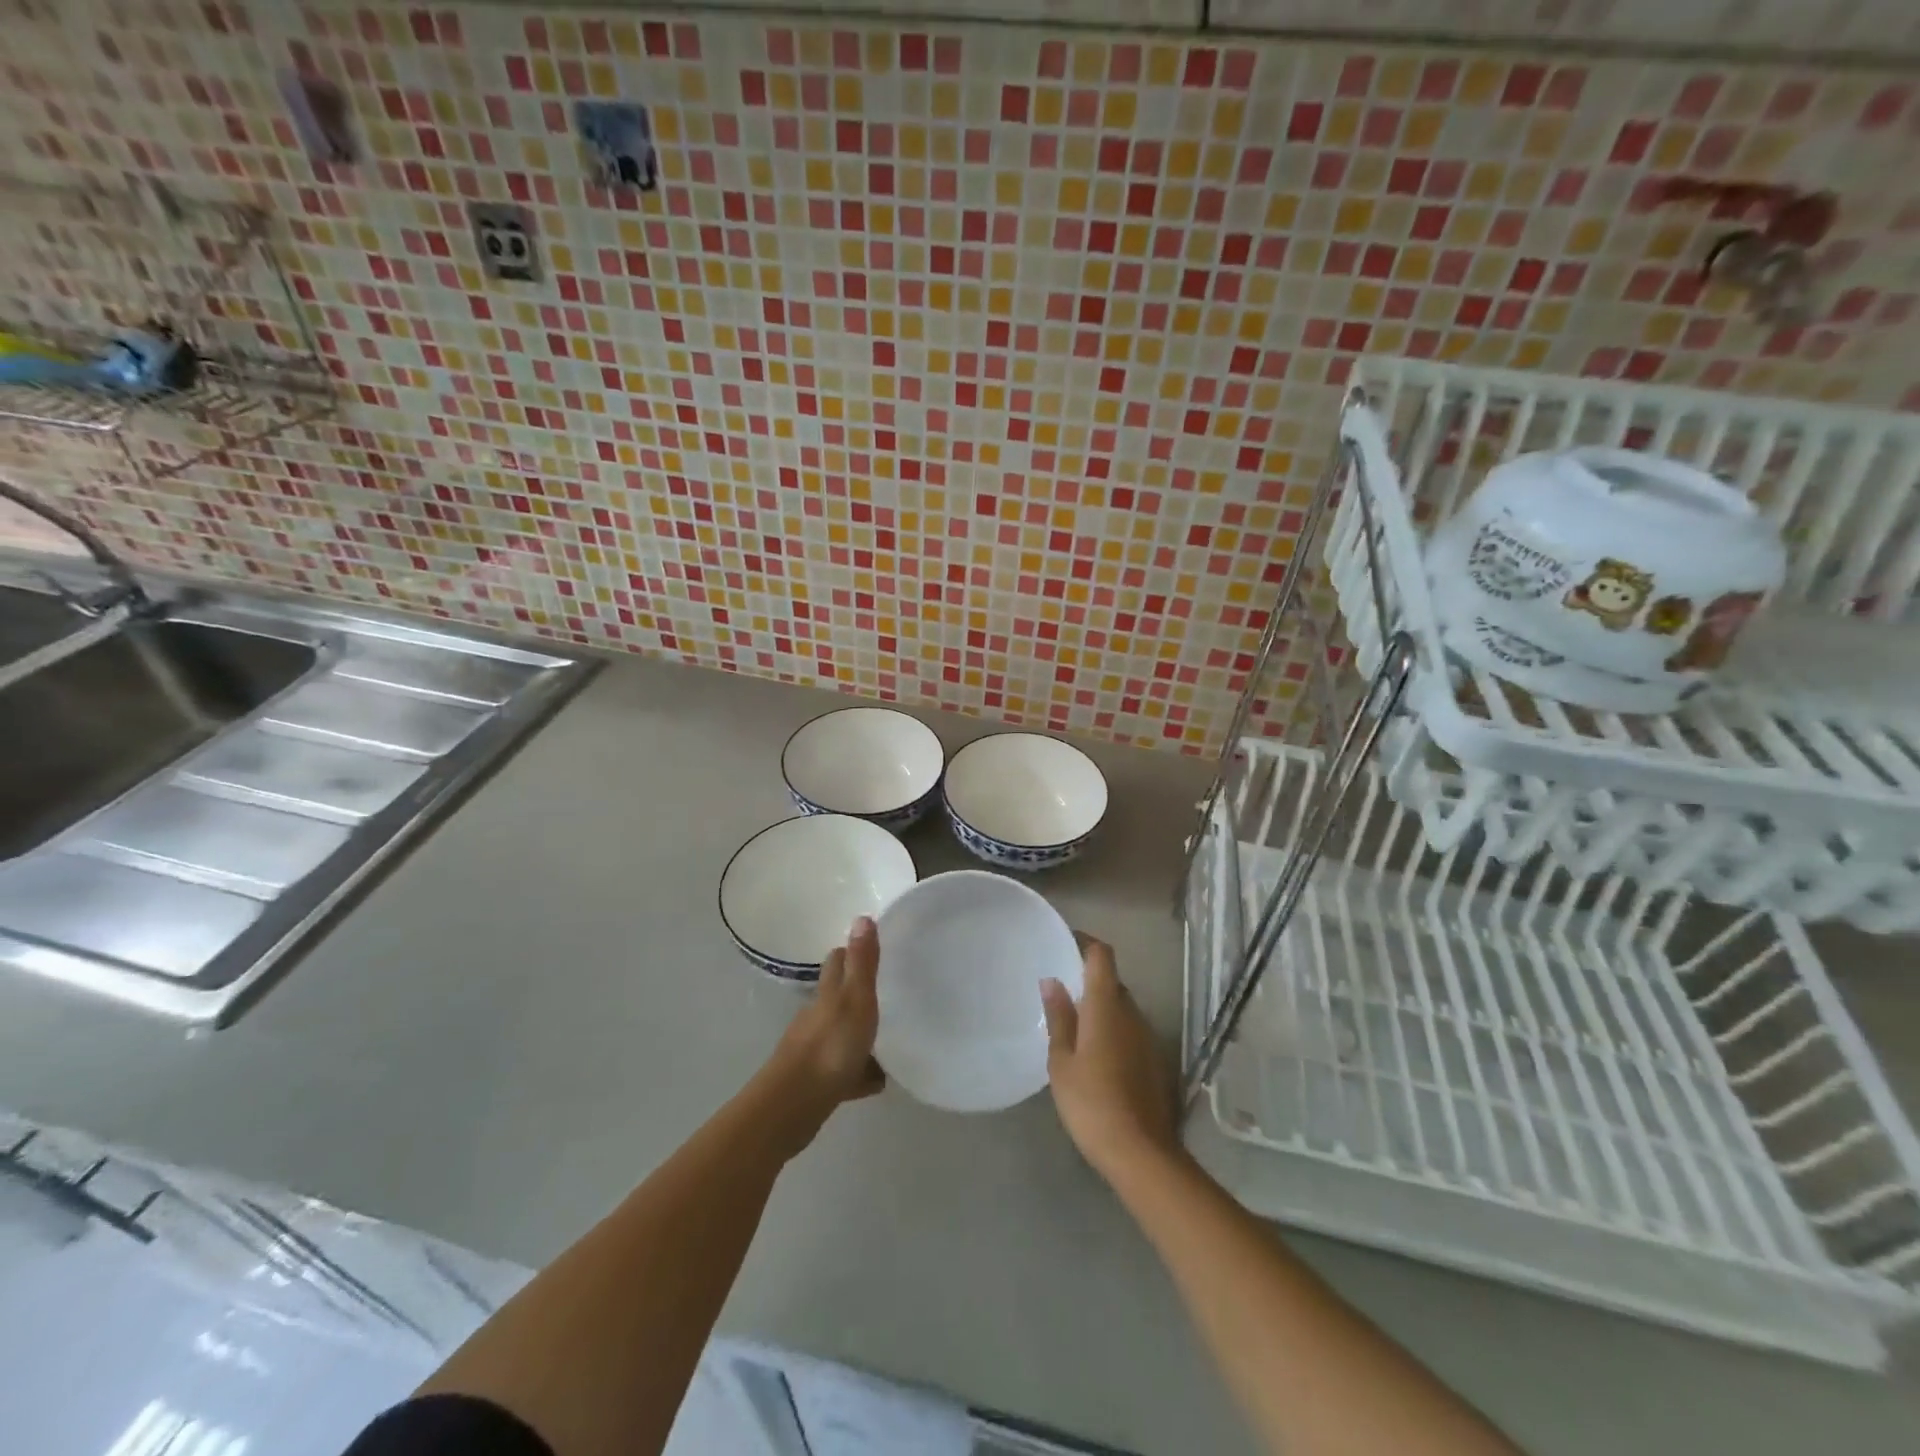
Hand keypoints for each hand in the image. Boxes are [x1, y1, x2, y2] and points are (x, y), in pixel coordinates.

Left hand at [766, 916, 886, 1125]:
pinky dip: (858, 1072)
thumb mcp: (856, 999)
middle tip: (886, 992)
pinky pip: (844, 1071)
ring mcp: (815, 1050)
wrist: (794, 1105)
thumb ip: (863, 962)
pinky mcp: (817, 1082)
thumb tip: (862, 916)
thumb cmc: (830, 1046)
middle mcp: (817, 1017)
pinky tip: (877, 1080)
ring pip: (840, 1035)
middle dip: (855, 993)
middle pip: (837, 997)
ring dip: (858, 1034)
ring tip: (887, 1037)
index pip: (836, 963)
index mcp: (827, 995)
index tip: (870, 950)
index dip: (850, 954)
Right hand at [1041, 939, 1180, 1184]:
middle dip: (1088, 978)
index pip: (1102, 956)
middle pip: (1112, 981)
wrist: (1141, 1153)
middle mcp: (1132, 1013)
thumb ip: (1059, 1017)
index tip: (1064, 942)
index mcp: (1107, 1006)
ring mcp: (1147, 1037)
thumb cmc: (1091, 1102)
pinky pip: (1129, 1030)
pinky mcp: (1154, 1060)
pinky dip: (1111, 1029)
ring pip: (1122, 1007)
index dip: (1085, 942)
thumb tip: (1052, 980)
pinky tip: (1093, 1052)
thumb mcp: (1062, 1061)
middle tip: (1059, 989)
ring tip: (1071, 1022)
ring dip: (1100, 1006)